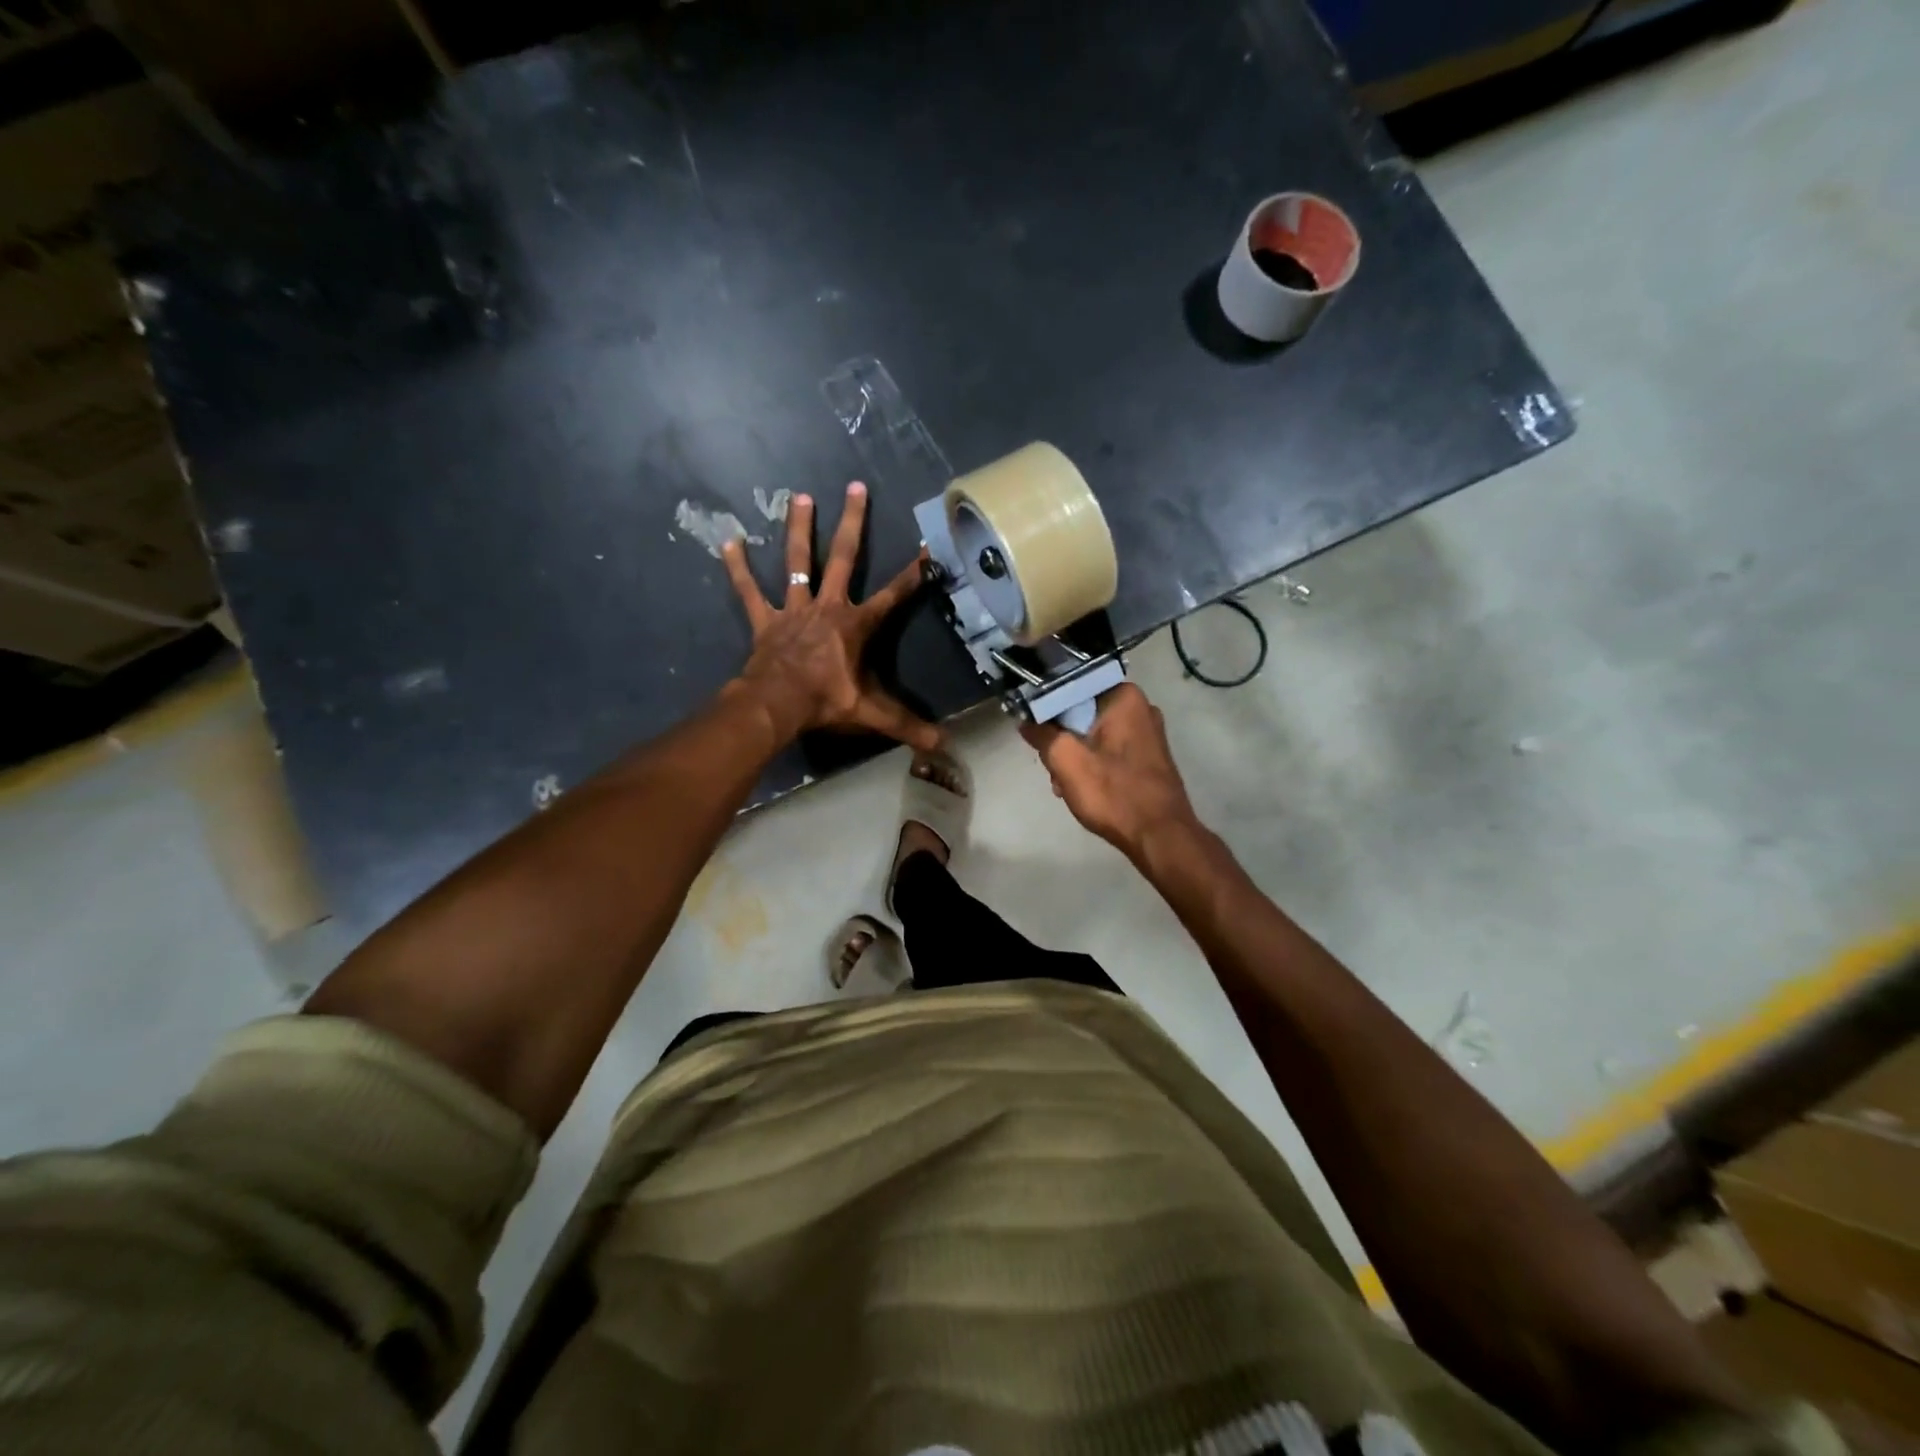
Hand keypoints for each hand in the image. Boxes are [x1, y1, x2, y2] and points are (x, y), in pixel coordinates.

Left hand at [722, 482, 939, 751]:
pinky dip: (739, 569)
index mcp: (856, 625)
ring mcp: (794, 609)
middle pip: (844, 558)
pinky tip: (728, 541)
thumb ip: (907, 725)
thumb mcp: (872, 714)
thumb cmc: (826, 702)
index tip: (926, 549)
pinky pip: (750, 591)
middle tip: (856, 487)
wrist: (777, 704)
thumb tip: (943, 745)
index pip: (892, 596)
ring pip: (799, 562)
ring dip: (800, 529)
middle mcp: (827, 607)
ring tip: (801, 496)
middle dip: (853, 523)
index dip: (911, 575)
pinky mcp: (766, 619)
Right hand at [1019, 683, 1199, 861]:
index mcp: (1124, 696)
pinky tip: (1081, 788)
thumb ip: (1041, 734)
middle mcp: (1141, 706)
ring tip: (1063, 784)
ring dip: (1074, 755)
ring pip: (1093, 733)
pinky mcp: (1148, 757)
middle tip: (1050, 765)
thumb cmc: (1113, 793)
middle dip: (1061, 737)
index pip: (1072, 686)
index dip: (1047, 706)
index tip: (1032, 726)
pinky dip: (1092, 764)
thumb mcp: (1065, 760)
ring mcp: (1147, 733)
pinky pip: (1109, 749)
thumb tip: (1026, 720)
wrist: (1159, 837)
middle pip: (1082, 711)